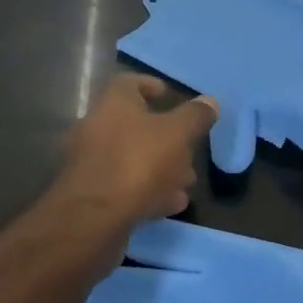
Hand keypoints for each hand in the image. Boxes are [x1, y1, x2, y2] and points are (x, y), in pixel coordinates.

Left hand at [53, 74, 218, 235]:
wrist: (93, 220)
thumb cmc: (138, 163)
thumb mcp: (178, 134)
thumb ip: (196, 116)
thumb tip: (210, 101)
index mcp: (114, 103)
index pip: (130, 82)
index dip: (152, 86)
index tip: (172, 97)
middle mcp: (97, 128)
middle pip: (135, 124)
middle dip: (166, 137)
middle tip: (190, 149)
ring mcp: (92, 164)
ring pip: (133, 158)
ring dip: (161, 168)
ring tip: (187, 182)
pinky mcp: (93, 196)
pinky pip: (126, 186)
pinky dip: (149, 191)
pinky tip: (172, 203)